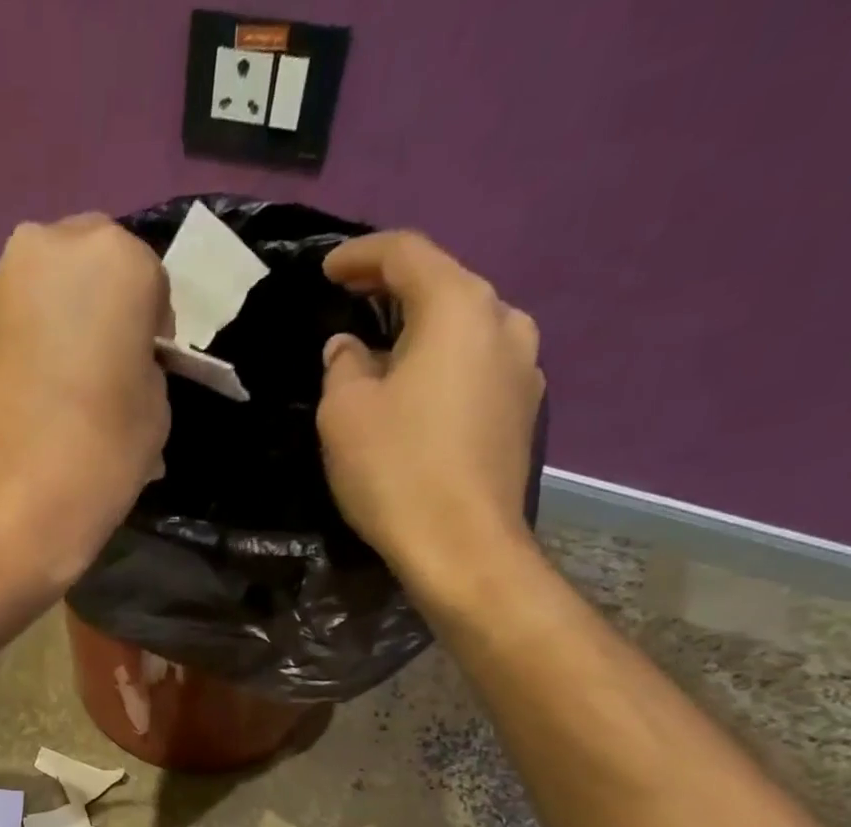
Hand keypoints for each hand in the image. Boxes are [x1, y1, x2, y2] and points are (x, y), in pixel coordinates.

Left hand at [0, 215, 170, 597]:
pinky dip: (28, 344)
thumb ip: (145, 366)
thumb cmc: (94, 460)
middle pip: (91, 265)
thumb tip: (124, 364)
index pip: (150, 279)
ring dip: (62, 323)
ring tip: (66, 388)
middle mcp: (47, 247)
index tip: (146, 369)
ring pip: (47, 289)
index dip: (152, 326)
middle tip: (107, 370)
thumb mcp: (155, 413)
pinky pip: (13, 320)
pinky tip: (32, 395)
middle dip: (104, 307)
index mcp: (113, 258)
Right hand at [317, 231, 544, 608]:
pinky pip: (475, 368)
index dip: (361, 256)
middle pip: (443, 287)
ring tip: (380, 356)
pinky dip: (441, 367)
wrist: (464, 547)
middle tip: (350, 307)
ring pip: (463, 330)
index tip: (326, 270)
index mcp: (458, 307)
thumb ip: (342, 365)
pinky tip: (414, 396)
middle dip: (393, 293)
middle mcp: (504, 322)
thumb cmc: (396, 471)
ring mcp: (524, 368)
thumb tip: (349, 347)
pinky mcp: (524, 411)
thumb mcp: (344, 413)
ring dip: (420, 333)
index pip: (407, 254)